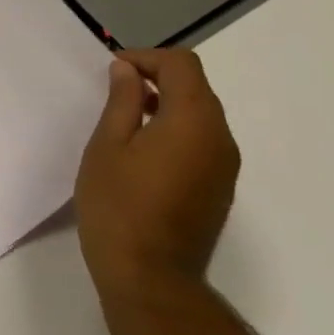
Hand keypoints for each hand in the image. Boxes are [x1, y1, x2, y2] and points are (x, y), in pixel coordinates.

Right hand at [76, 49, 240, 298]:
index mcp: (194, 120)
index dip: (146, 57)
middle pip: (196, 88)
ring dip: (167, 106)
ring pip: (200, 116)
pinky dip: (176, 131)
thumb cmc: (118, 205)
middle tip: (114, 91)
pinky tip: (143, 153)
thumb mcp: (107, 146)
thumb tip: (128, 70)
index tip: (113, 69)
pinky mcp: (220, 189)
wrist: (150, 276)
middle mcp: (220, 137)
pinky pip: (202, 142)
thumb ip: (122, 101)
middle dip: (157, 79)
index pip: (182, 65)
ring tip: (125, 121)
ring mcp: (225, 166)